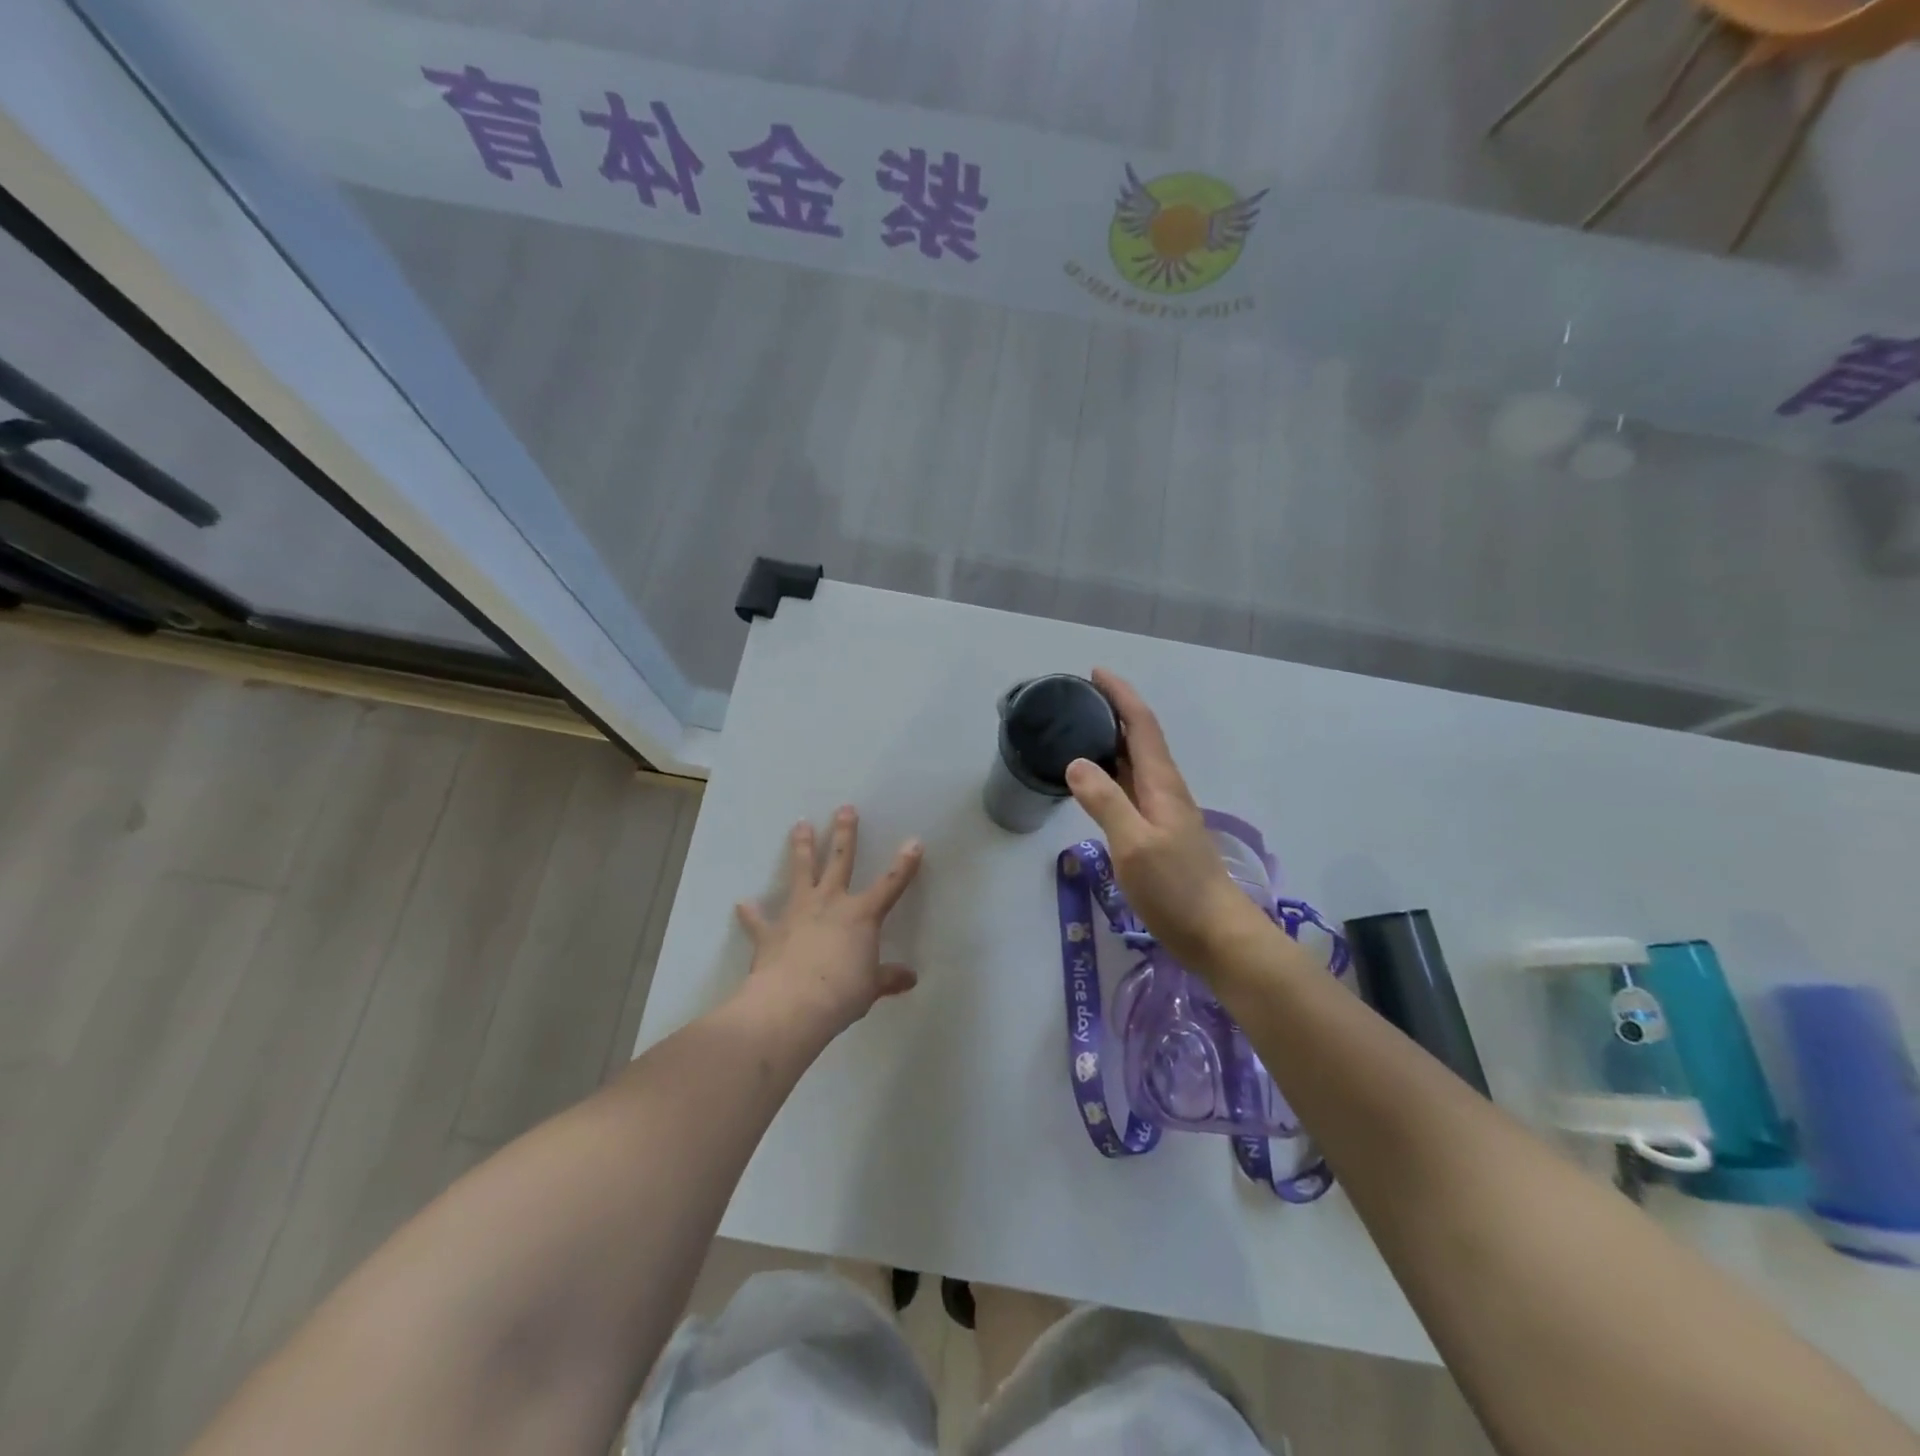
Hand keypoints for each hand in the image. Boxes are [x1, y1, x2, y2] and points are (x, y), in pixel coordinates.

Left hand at [735, 806, 923, 1032]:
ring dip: (801, 848)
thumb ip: (888, 978)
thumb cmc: (841, 994)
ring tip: (800, 824)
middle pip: (840, 861)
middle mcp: (831, 903)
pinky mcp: (770, 931)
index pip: (890, 884)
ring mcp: (798, 913)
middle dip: (844, 834)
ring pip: (802, 872)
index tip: (914, 841)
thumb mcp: (871, 988)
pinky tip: (742, 904)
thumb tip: (910, 979)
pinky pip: (759, 919)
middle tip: (845, 808)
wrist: (792, 1004)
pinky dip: (751, 913)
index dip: (905, 864)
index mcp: (862, 915)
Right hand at [1065, 669, 1265, 973]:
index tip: (1095, 673)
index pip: (1141, 725)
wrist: (1217, 934)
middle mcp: (1166, 790)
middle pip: (1140, 738)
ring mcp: (1165, 812)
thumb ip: (1105, 802)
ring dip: (1112, 740)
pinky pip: (1132, 788)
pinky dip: (1113, 772)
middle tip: (1077, 700)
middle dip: (1113, 711)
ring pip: (1136, 763)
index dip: (1120, 695)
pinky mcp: (1160, 833)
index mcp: (1162, 784)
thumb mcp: (1134, 844)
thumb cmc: (1176, 889)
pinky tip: (1095, 783)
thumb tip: (1076, 762)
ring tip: (1079, 731)